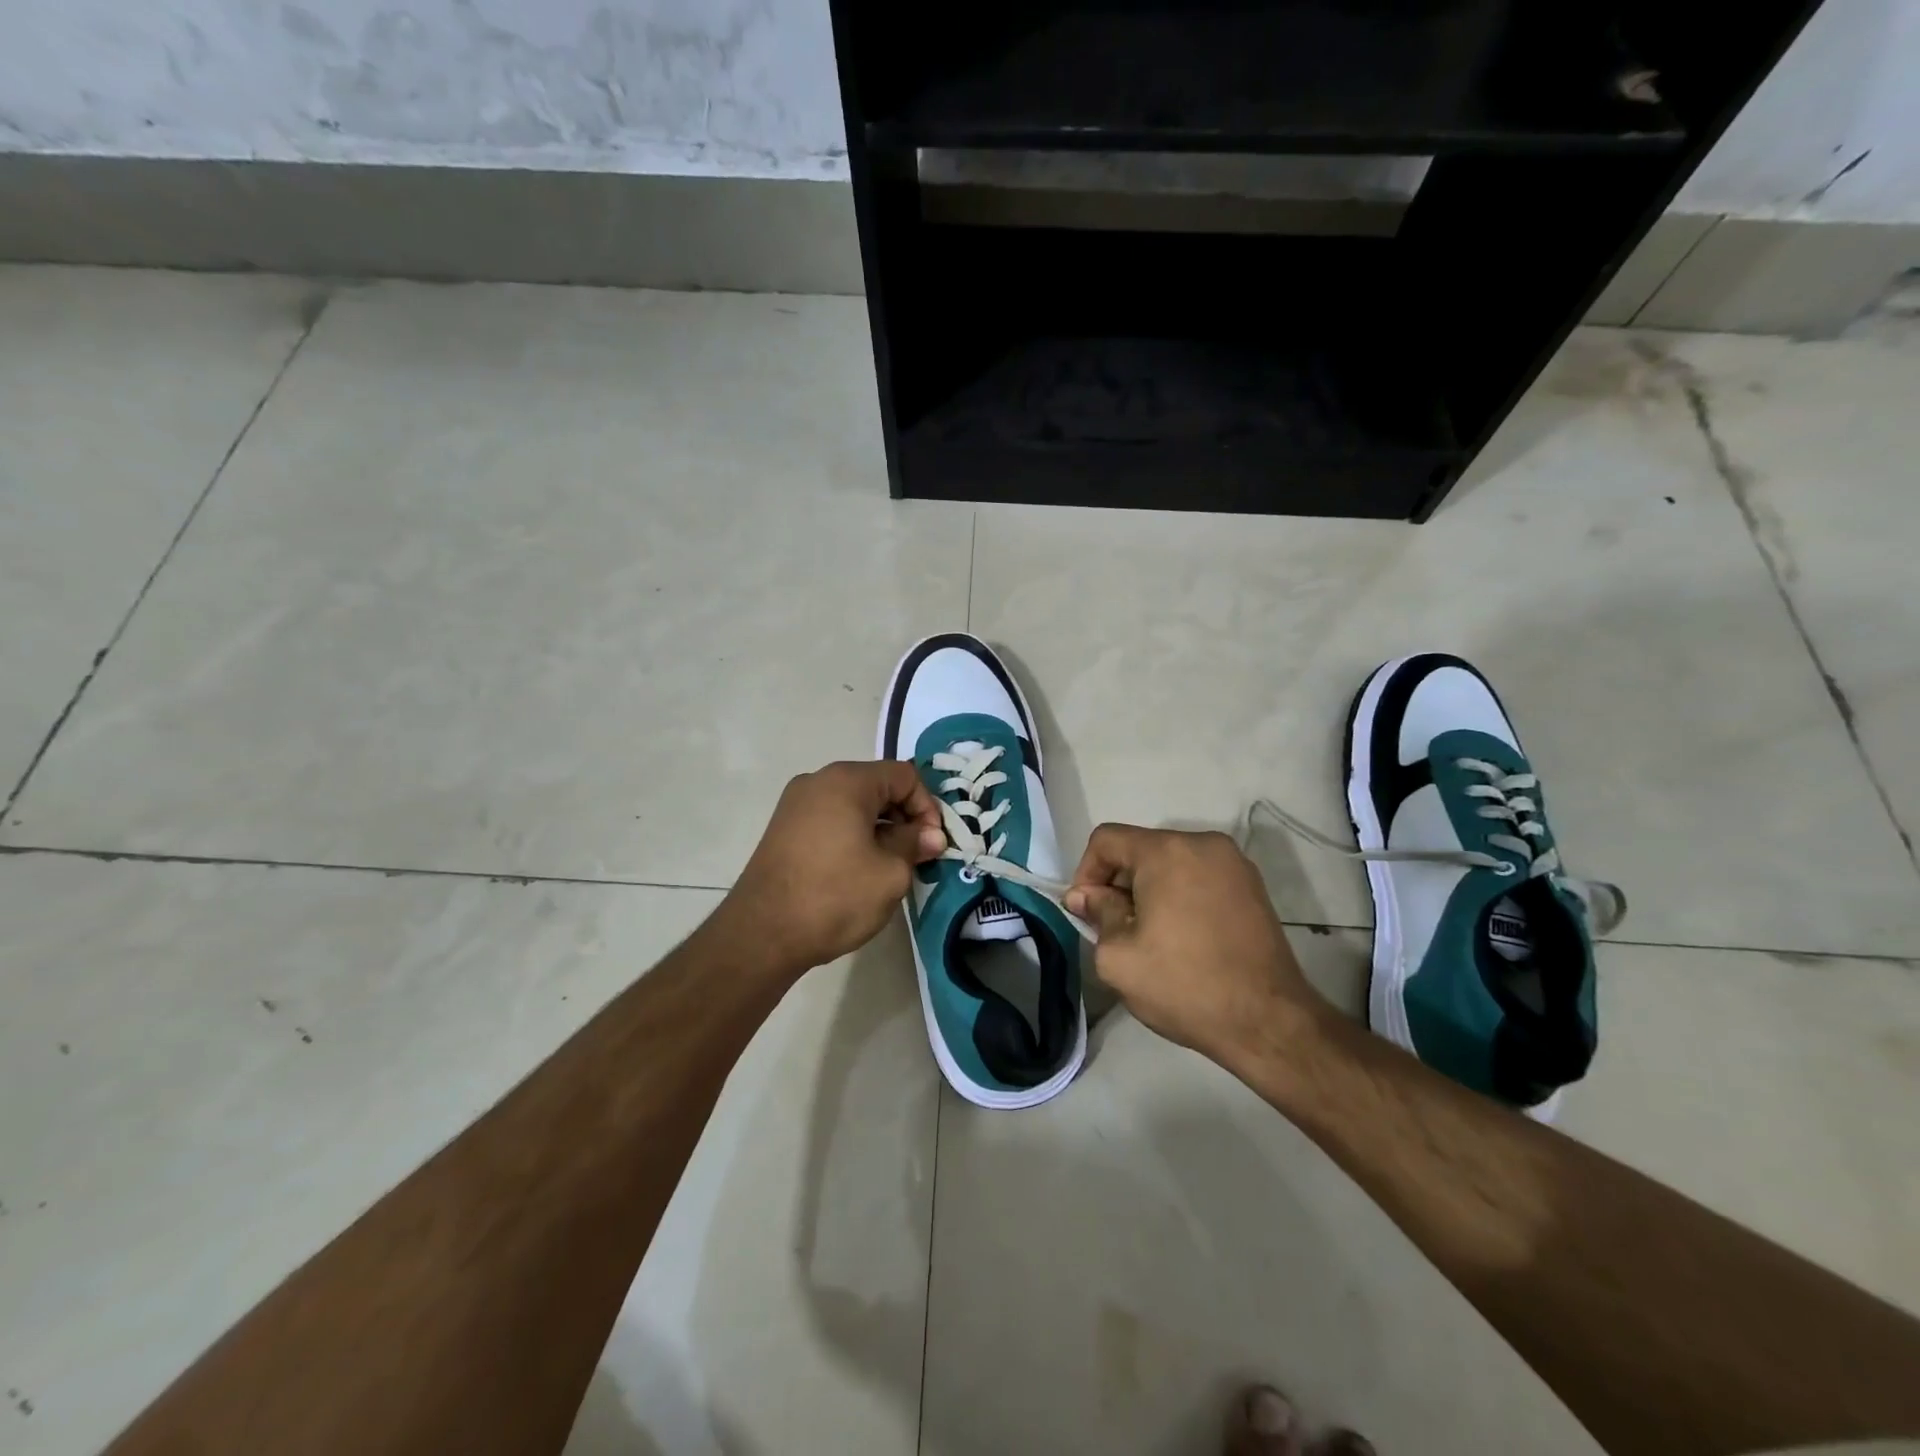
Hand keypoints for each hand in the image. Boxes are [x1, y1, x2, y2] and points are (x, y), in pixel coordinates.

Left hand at [719, 761, 945, 978]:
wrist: (761, 934)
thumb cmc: (834, 897)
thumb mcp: (890, 873)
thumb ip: (915, 845)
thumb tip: (931, 836)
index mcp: (847, 781)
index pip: (904, 775)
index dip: (927, 807)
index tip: (932, 843)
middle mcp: (818, 781)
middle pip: (877, 786)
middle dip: (904, 818)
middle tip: (916, 856)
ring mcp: (795, 804)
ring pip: (854, 804)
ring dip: (879, 829)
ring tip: (889, 867)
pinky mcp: (783, 828)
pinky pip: (831, 819)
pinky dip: (853, 835)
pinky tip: (858, 870)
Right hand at [1065, 825, 1327, 1068]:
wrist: (1268, 1022)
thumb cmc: (1184, 985)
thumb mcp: (1118, 956)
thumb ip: (1097, 914)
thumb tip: (1087, 896)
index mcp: (1166, 851)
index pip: (1106, 840)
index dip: (1086, 873)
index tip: (1087, 913)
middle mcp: (1203, 844)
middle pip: (1141, 849)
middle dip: (1119, 883)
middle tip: (1115, 928)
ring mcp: (1234, 863)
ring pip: (1171, 862)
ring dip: (1150, 890)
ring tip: (1150, 935)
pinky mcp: (1253, 886)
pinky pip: (1199, 877)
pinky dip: (1180, 895)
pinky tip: (1182, 936)